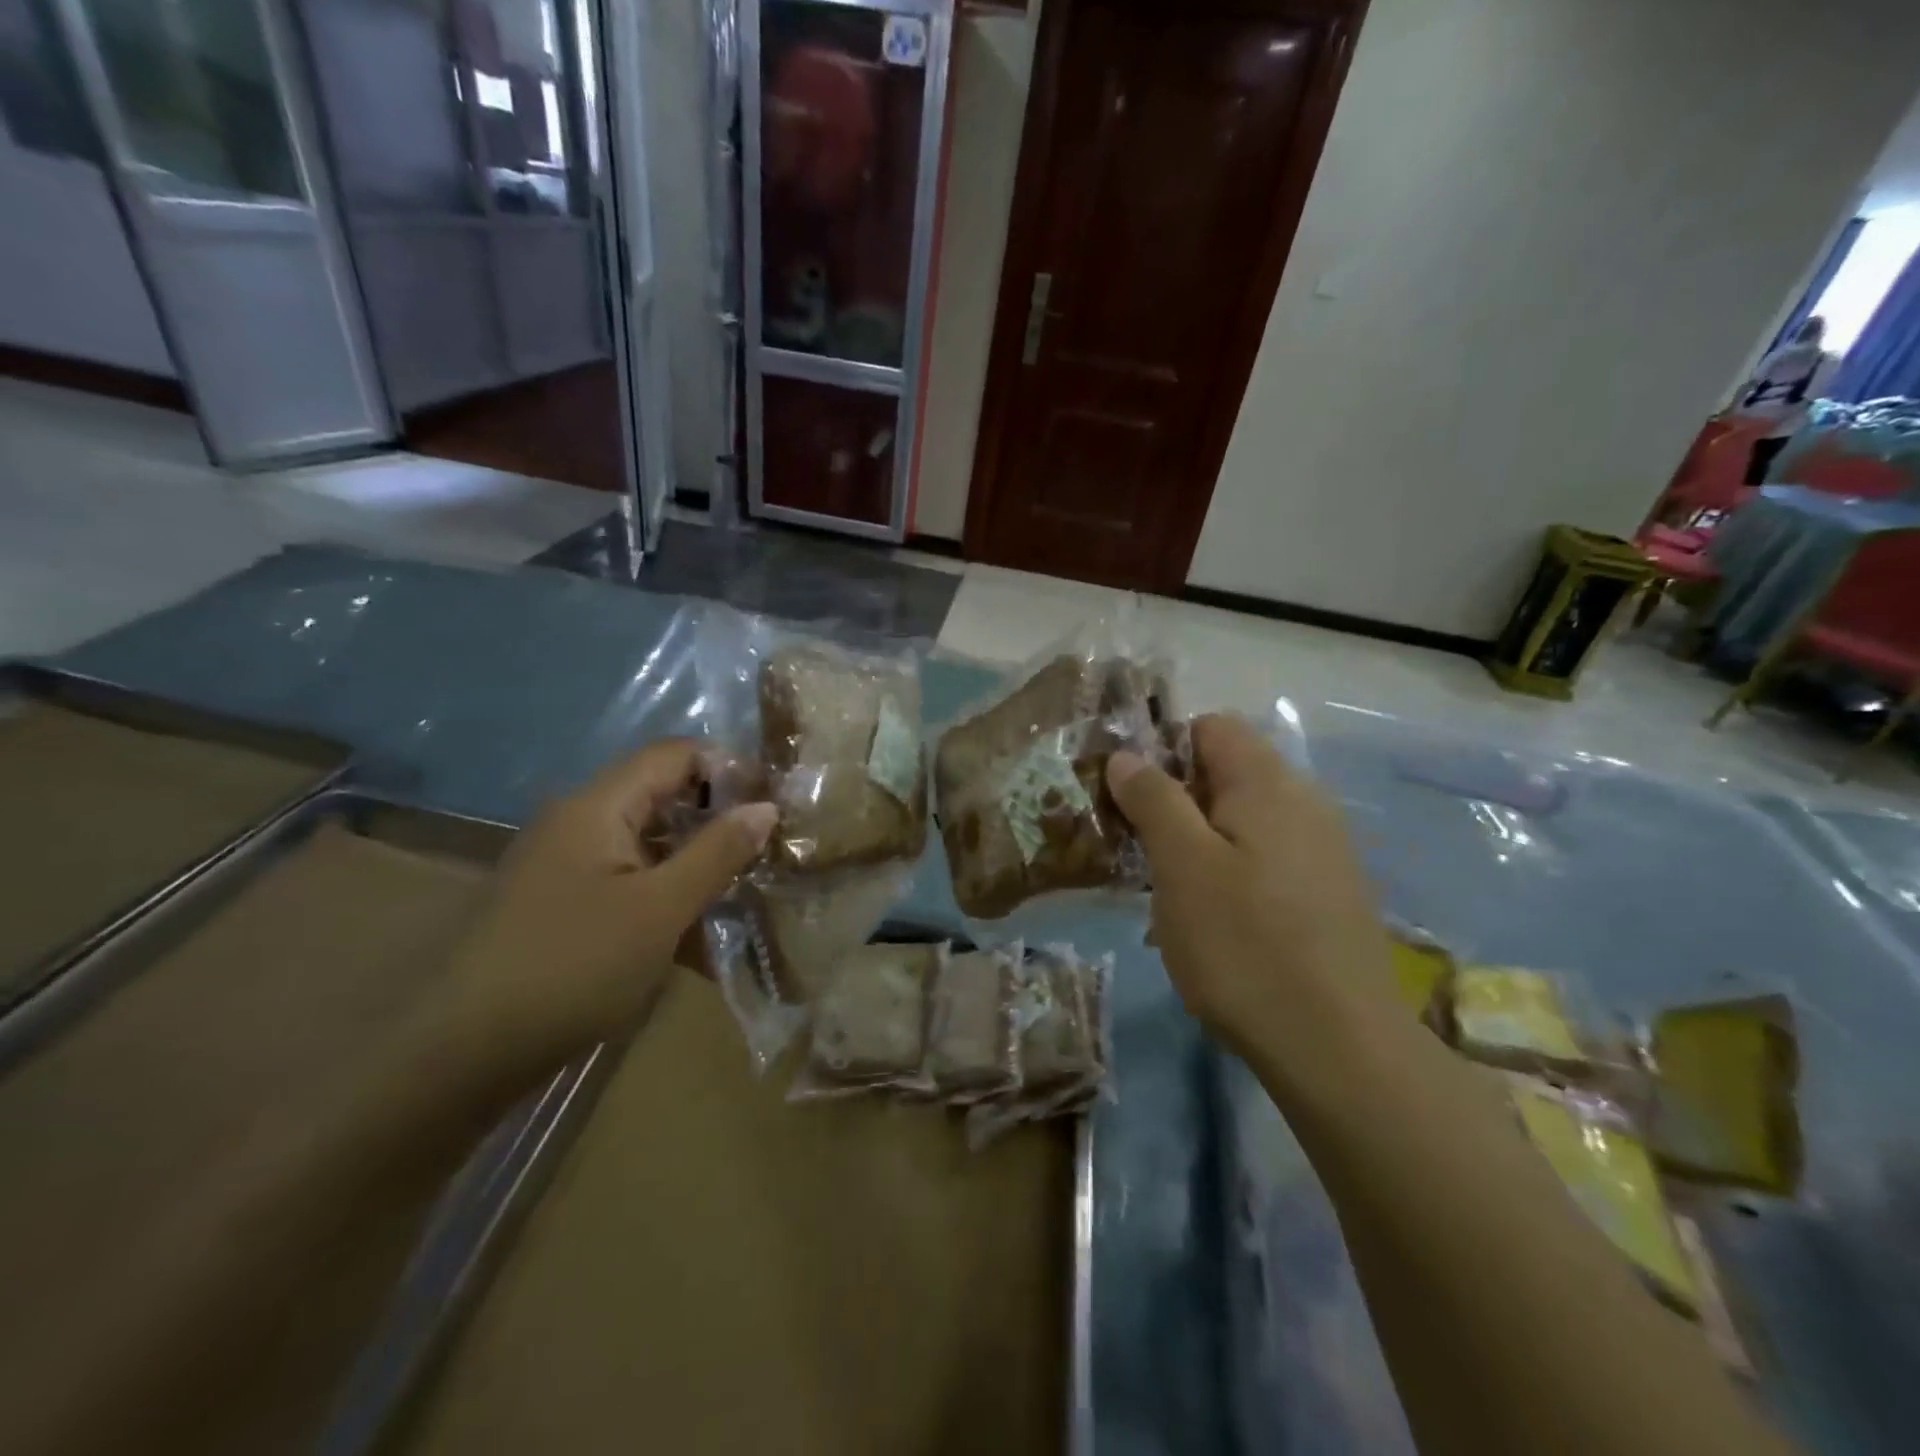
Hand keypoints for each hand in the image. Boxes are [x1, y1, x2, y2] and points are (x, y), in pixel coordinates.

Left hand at [423, 740, 775, 1092]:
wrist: (457, 1056)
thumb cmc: (571, 966)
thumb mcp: (660, 909)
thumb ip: (717, 853)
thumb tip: (766, 807)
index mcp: (598, 806)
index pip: (675, 754)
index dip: (729, 769)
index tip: (775, 807)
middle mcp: (579, 823)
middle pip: (663, 797)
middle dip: (719, 821)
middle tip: (768, 854)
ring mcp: (567, 866)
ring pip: (649, 845)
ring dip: (697, 865)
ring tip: (746, 897)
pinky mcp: (562, 906)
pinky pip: (628, 883)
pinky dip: (666, 899)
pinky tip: (697, 940)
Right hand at [1106, 714, 1396, 1060]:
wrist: (1340, 1049)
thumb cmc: (1245, 945)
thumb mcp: (1181, 866)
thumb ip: (1154, 799)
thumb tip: (1128, 755)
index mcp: (1269, 783)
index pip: (1210, 727)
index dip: (1163, 748)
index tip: (1128, 795)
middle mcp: (1305, 803)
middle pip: (1227, 773)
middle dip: (1175, 800)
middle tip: (1138, 847)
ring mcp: (1324, 851)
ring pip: (1243, 821)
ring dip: (1198, 842)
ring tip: (1167, 891)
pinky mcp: (1329, 894)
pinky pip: (1266, 859)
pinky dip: (1230, 872)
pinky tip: (1213, 922)